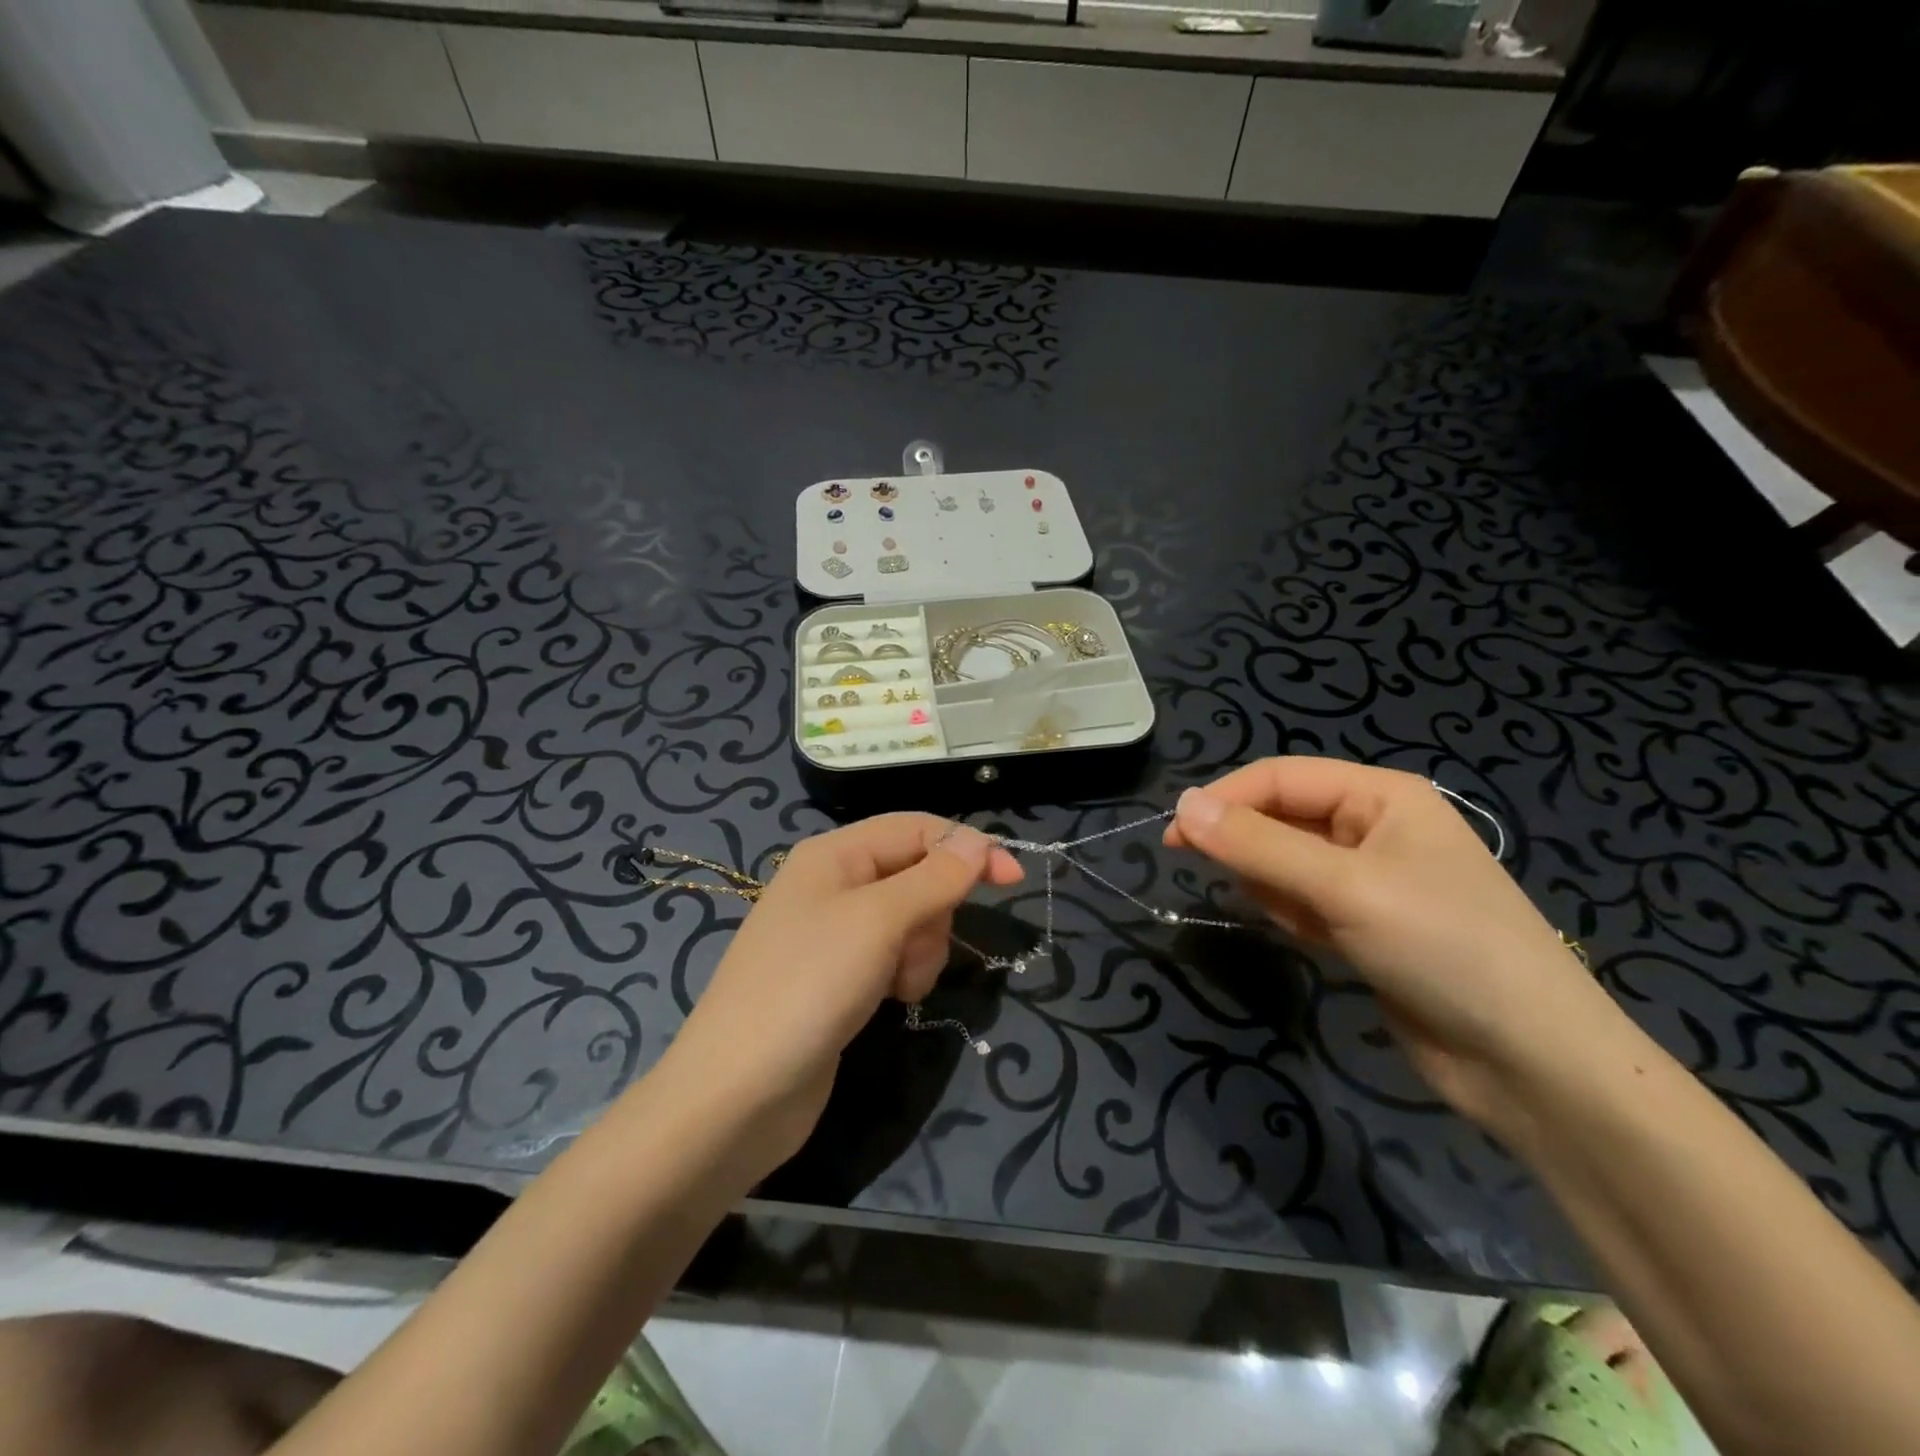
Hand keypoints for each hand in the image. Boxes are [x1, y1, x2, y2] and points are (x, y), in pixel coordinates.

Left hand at [661, 814, 1021, 1175]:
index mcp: (834, 853)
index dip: (966, 847)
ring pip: (911, 920)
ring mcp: (835, 934)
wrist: (738, 1094)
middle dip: (933, 912)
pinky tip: (890, 1002)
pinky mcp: (840, 977)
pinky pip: (893, 956)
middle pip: (916, 875)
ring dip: (920, 950)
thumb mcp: (878, 921)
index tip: (1013, 880)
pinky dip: (903, 974)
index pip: (916, 828)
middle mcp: (833, 884)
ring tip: (896, 985)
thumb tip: (977, 840)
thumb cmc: (807, 987)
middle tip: (914, 948)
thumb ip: (934, 878)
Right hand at [1166, 757, 1618, 1126]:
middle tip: (1206, 872)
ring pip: (1286, 860)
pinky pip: (1303, 899)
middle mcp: (1374, 827)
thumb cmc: (1443, 948)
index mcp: (1381, 796)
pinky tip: (1308, 937)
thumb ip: (1258, 845)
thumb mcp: (1344, 887)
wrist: (1531, 1063)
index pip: (1280, 778)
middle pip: (1281, 817)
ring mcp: (1371, 879)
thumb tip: (1182, 805)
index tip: (1173, 836)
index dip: (1223, 799)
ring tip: (1291, 917)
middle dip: (1246, 843)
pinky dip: (1290, 912)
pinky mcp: (1366, 925)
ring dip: (1269, 882)